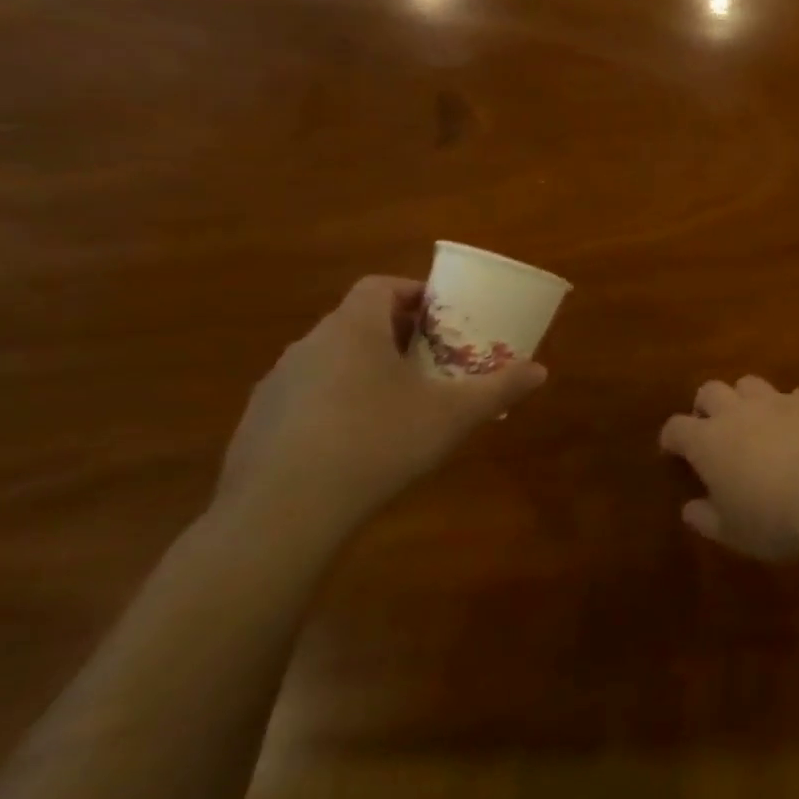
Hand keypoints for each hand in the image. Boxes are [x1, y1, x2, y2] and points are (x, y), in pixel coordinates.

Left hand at [217, 276, 546, 539]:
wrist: (282, 513)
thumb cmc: (377, 443)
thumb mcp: (453, 415)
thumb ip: (499, 388)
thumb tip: (540, 370)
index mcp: (354, 329)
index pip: (379, 286)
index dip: (413, 293)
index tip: (442, 316)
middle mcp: (309, 345)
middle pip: (357, 322)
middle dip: (398, 334)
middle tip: (432, 360)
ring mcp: (277, 385)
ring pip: (331, 360)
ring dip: (365, 369)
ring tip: (399, 402)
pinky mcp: (258, 423)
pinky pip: (306, 397)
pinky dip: (335, 404)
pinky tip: (356, 442)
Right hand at [659, 377, 798, 559]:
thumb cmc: (775, 520)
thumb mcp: (733, 532)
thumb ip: (707, 518)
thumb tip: (690, 508)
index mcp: (708, 442)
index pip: (677, 428)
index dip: (672, 437)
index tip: (673, 449)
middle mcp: (738, 412)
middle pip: (711, 391)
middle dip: (707, 405)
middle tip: (713, 428)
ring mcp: (778, 401)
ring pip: (751, 383)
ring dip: (747, 399)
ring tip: (757, 422)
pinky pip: (795, 395)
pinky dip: (792, 408)